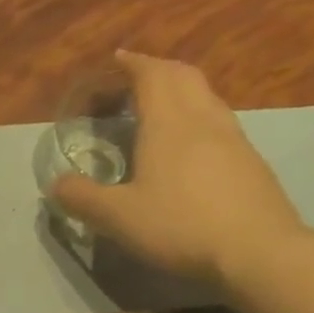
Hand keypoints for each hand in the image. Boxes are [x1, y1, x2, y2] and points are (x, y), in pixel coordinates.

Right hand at [52, 51, 303, 286]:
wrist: (257, 251)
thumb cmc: (179, 225)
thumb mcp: (116, 216)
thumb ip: (81, 197)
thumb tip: (56, 184)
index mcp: (169, 123)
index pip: (151, 75)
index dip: (131, 64)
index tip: (114, 61)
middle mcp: (203, 120)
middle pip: (182, 76)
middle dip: (155, 71)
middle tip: (130, 83)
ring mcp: (232, 139)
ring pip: (204, 98)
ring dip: (177, 93)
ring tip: (153, 111)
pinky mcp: (248, 162)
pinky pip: (216, 123)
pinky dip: (194, 118)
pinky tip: (184, 148)